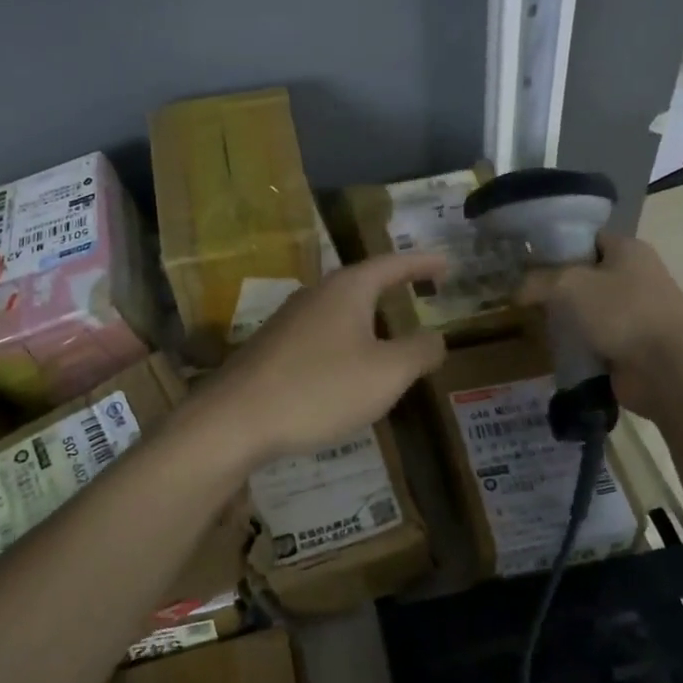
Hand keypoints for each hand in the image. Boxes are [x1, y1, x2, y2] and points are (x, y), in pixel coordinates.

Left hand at [205, 253, 448, 462]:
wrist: (236, 419)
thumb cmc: (321, 388)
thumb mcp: (386, 373)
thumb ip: (419, 351)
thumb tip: (437, 337)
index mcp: (347, 289)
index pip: (392, 264)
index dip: (422, 264)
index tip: (446, 265)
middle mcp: (316, 294)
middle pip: (362, 284)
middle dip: (393, 289)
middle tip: (420, 293)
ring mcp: (289, 320)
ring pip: (340, 312)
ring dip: (369, 321)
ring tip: (391, 339)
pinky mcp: (272, 348)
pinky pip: (321, 336)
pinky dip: (346, 345)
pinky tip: (348, 373)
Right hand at [516, 234, 682, 410]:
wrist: (669, 370)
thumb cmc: (623, 313)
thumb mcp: (569, 285)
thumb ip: (538, 281)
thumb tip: (515, 290)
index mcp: (628, 249)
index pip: (586, 238)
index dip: (555, 246)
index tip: (525, 260)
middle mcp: (635, 276)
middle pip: (585, 275)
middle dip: (555, 285)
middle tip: (521, 293)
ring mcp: (635, 313)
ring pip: (588, 310)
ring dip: (564, 318)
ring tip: (529, 321)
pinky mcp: (631, 346)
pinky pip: (594, 339)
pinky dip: (575, 345)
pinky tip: (549, 349)